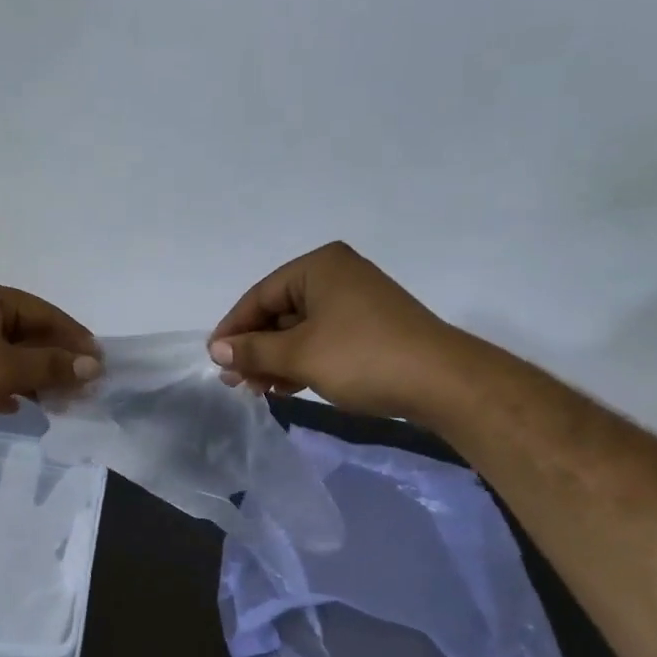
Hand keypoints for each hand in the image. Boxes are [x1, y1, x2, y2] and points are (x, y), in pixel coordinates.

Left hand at [0, 280, 101, 443]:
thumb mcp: (6, 369)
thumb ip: (51, 366)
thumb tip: (93, 365)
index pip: (42, 312)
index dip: (73, 337)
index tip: (97, 362)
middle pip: (25, 334)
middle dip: (54, 360)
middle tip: (82, 386)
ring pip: (6, 356)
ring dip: (32, 377)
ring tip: (59, 401)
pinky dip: (5, 387)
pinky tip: (20, 405)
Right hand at [208, 242, 469, 420]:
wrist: (442, 382)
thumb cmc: (362, 357)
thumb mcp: (299, 355)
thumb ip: (253, 351)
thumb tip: (217, 351)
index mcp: (318, 267)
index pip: (260, 295)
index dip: (233, 329)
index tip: (214, 360)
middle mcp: (336, 276)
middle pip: (279, 312)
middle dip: (255, 348)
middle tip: (234, 381)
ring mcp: (356, 302)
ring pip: (299, 329)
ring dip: (275, 359)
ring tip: (256, 389)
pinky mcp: (370, 328)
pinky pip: (322, 339)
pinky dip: (301, 361)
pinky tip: (285, 386)